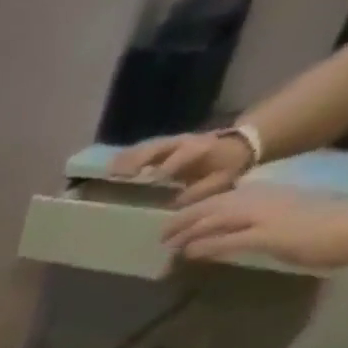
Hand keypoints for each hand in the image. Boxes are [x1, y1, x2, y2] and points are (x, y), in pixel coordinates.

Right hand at [112, 131, 255, 206]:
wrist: (238, 144)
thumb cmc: (228, 165)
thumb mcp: (222, 180)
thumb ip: (201, 191)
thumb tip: (176, 204)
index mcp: (201, 149)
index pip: (183, 156)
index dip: (169, 166)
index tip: (154, 179)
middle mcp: (184, 142)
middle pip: (159, 147)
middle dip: (140, 158)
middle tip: (120, 173)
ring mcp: (172, 142)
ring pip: (148, 147)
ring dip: (128, 158)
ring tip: (109, 170)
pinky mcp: (164, 146)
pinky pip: (143, 150)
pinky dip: (126, 158)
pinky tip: (111, 167)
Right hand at [164, 187, 347, 270]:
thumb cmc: (308, 238)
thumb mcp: (260, 242)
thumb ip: (221, 243)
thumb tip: (186, 249)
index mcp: (248, 204)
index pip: (204, 214)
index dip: (180, 228)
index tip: (159, 243)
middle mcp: (257, 198)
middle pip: (213, 208)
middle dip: (188, 221)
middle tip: (165, 237)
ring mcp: (272, 202)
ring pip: (227, 207)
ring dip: (204, 219)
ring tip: (187, 231)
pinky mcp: (283, 209)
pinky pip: (242, 211)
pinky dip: (223, 219)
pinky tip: (221, 226)